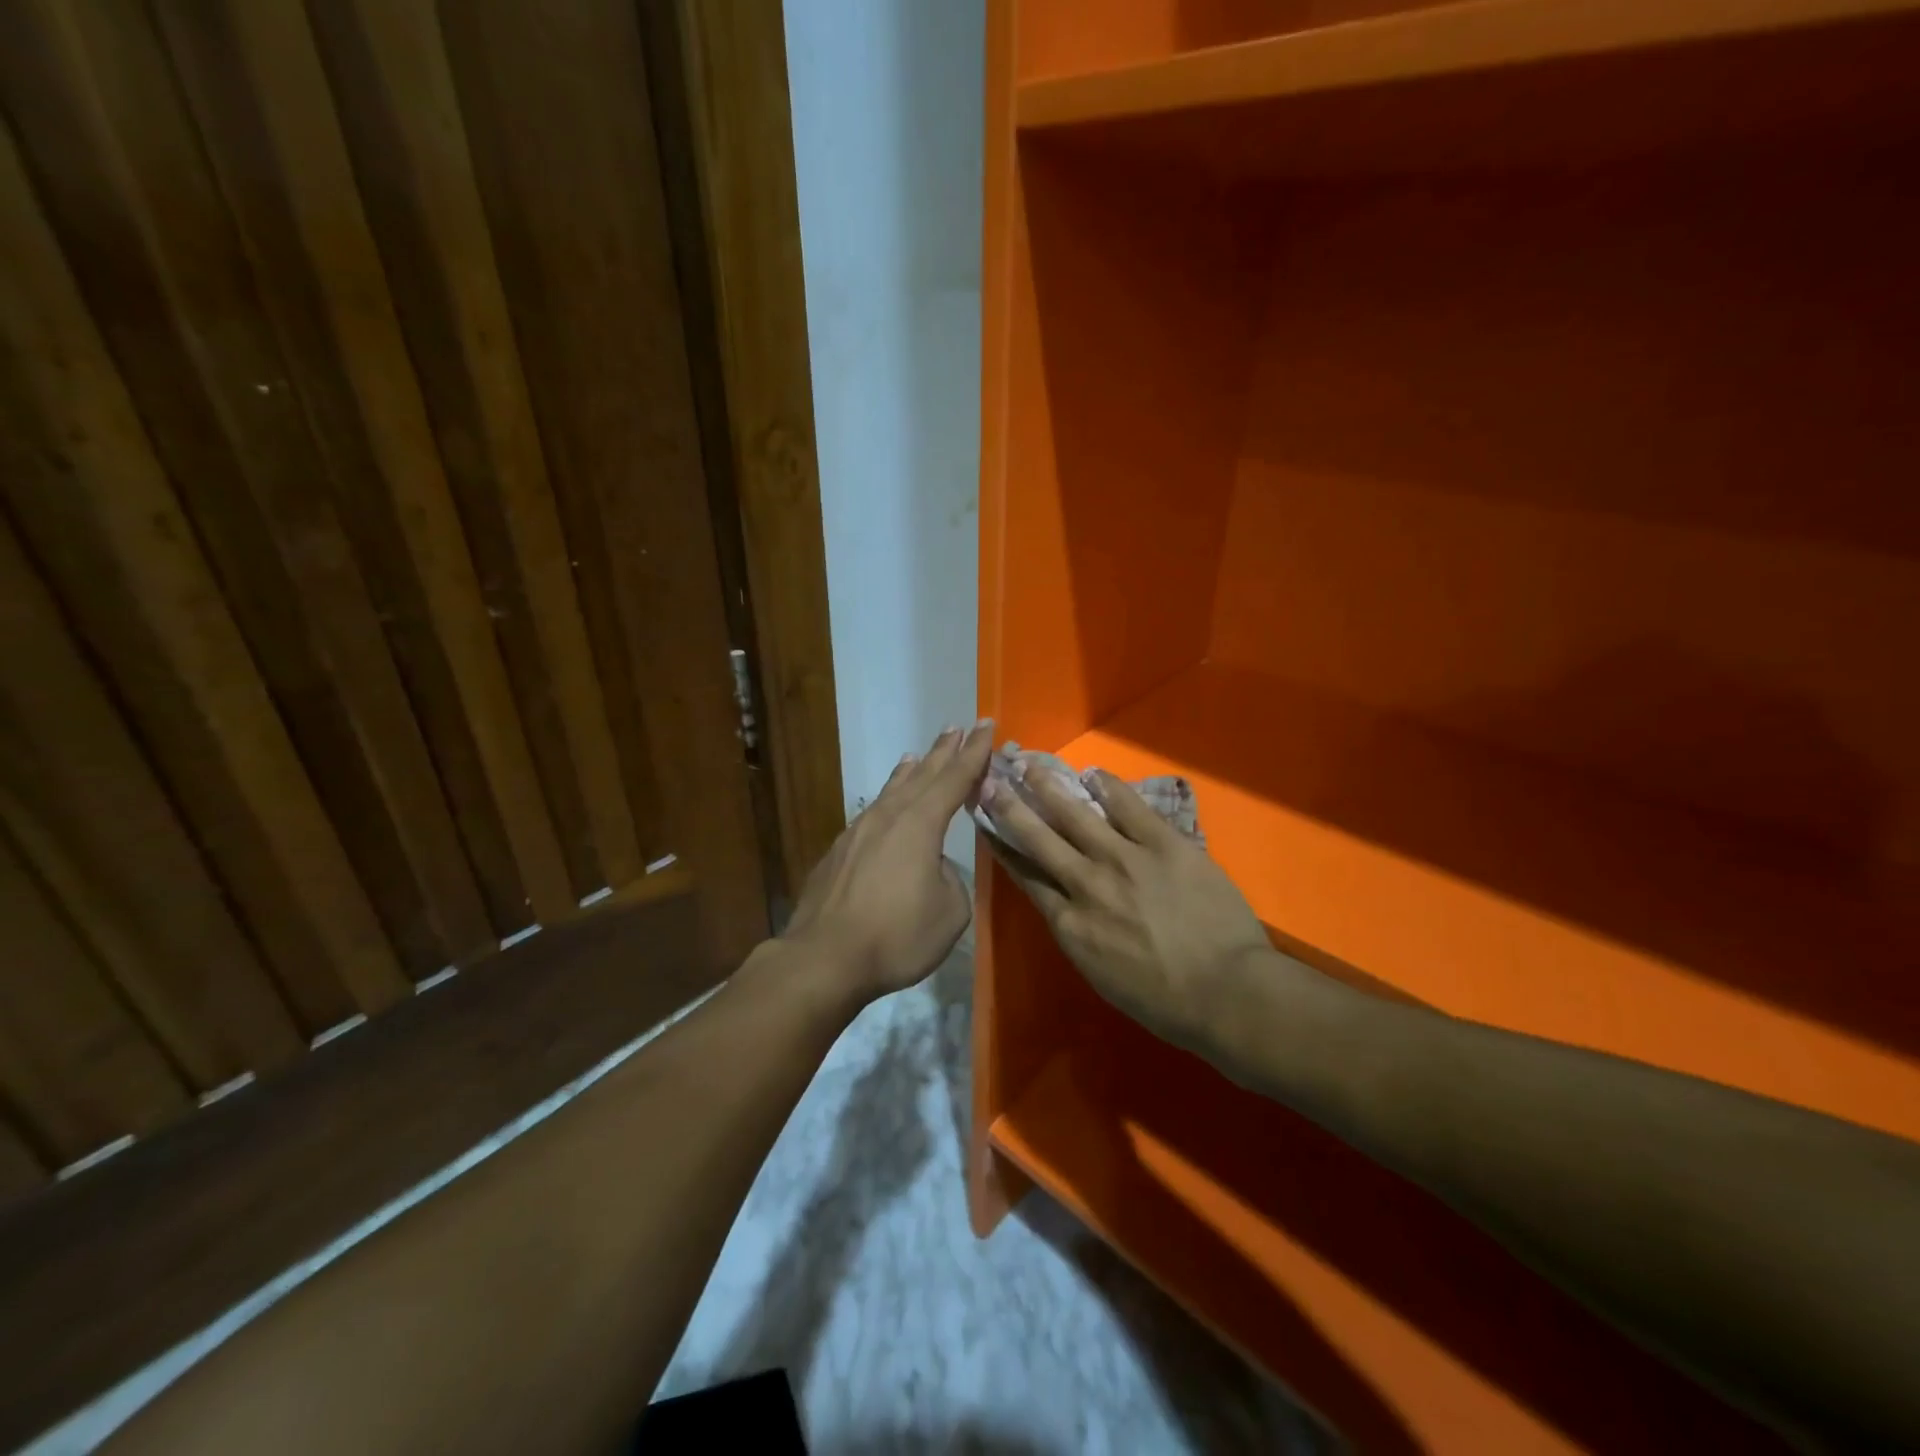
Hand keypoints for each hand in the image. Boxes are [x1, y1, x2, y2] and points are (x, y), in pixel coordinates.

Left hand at [783, 720, 992, 1005]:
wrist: (824, 957)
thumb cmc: (896, 935)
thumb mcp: (949, 912)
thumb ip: (950, 878)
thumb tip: (933, 867)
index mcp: (920, 824)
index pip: (955, 778)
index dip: (974, 752)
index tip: (985, 725)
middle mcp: (888, 817)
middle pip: (922, 775)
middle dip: (943, 752)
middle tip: (957, 728)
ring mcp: (858, 832)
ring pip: (891, 792)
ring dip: (909, 772)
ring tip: (917, 755)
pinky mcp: (838, 853)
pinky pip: (871, 814)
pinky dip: (886, 800)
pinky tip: (883, 808)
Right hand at [979, 767, 1274, 1055]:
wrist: (1226, 992)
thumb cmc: (1164, 1001)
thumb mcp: (1101, 975)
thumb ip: (1078, 933)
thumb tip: (1065, 904)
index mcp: (1069, 924)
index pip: (1026, 876)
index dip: (1004, 847)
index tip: (986, 823)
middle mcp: (1086, 884)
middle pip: (1039, 838)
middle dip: (1010, 807)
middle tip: (989, 780)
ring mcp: (1124, 859)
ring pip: (1075, 814)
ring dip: (1048, 787)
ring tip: (1029, 764)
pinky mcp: (1163, 843)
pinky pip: (1129, 807)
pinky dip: (1108, 787)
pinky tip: (1092, 773)